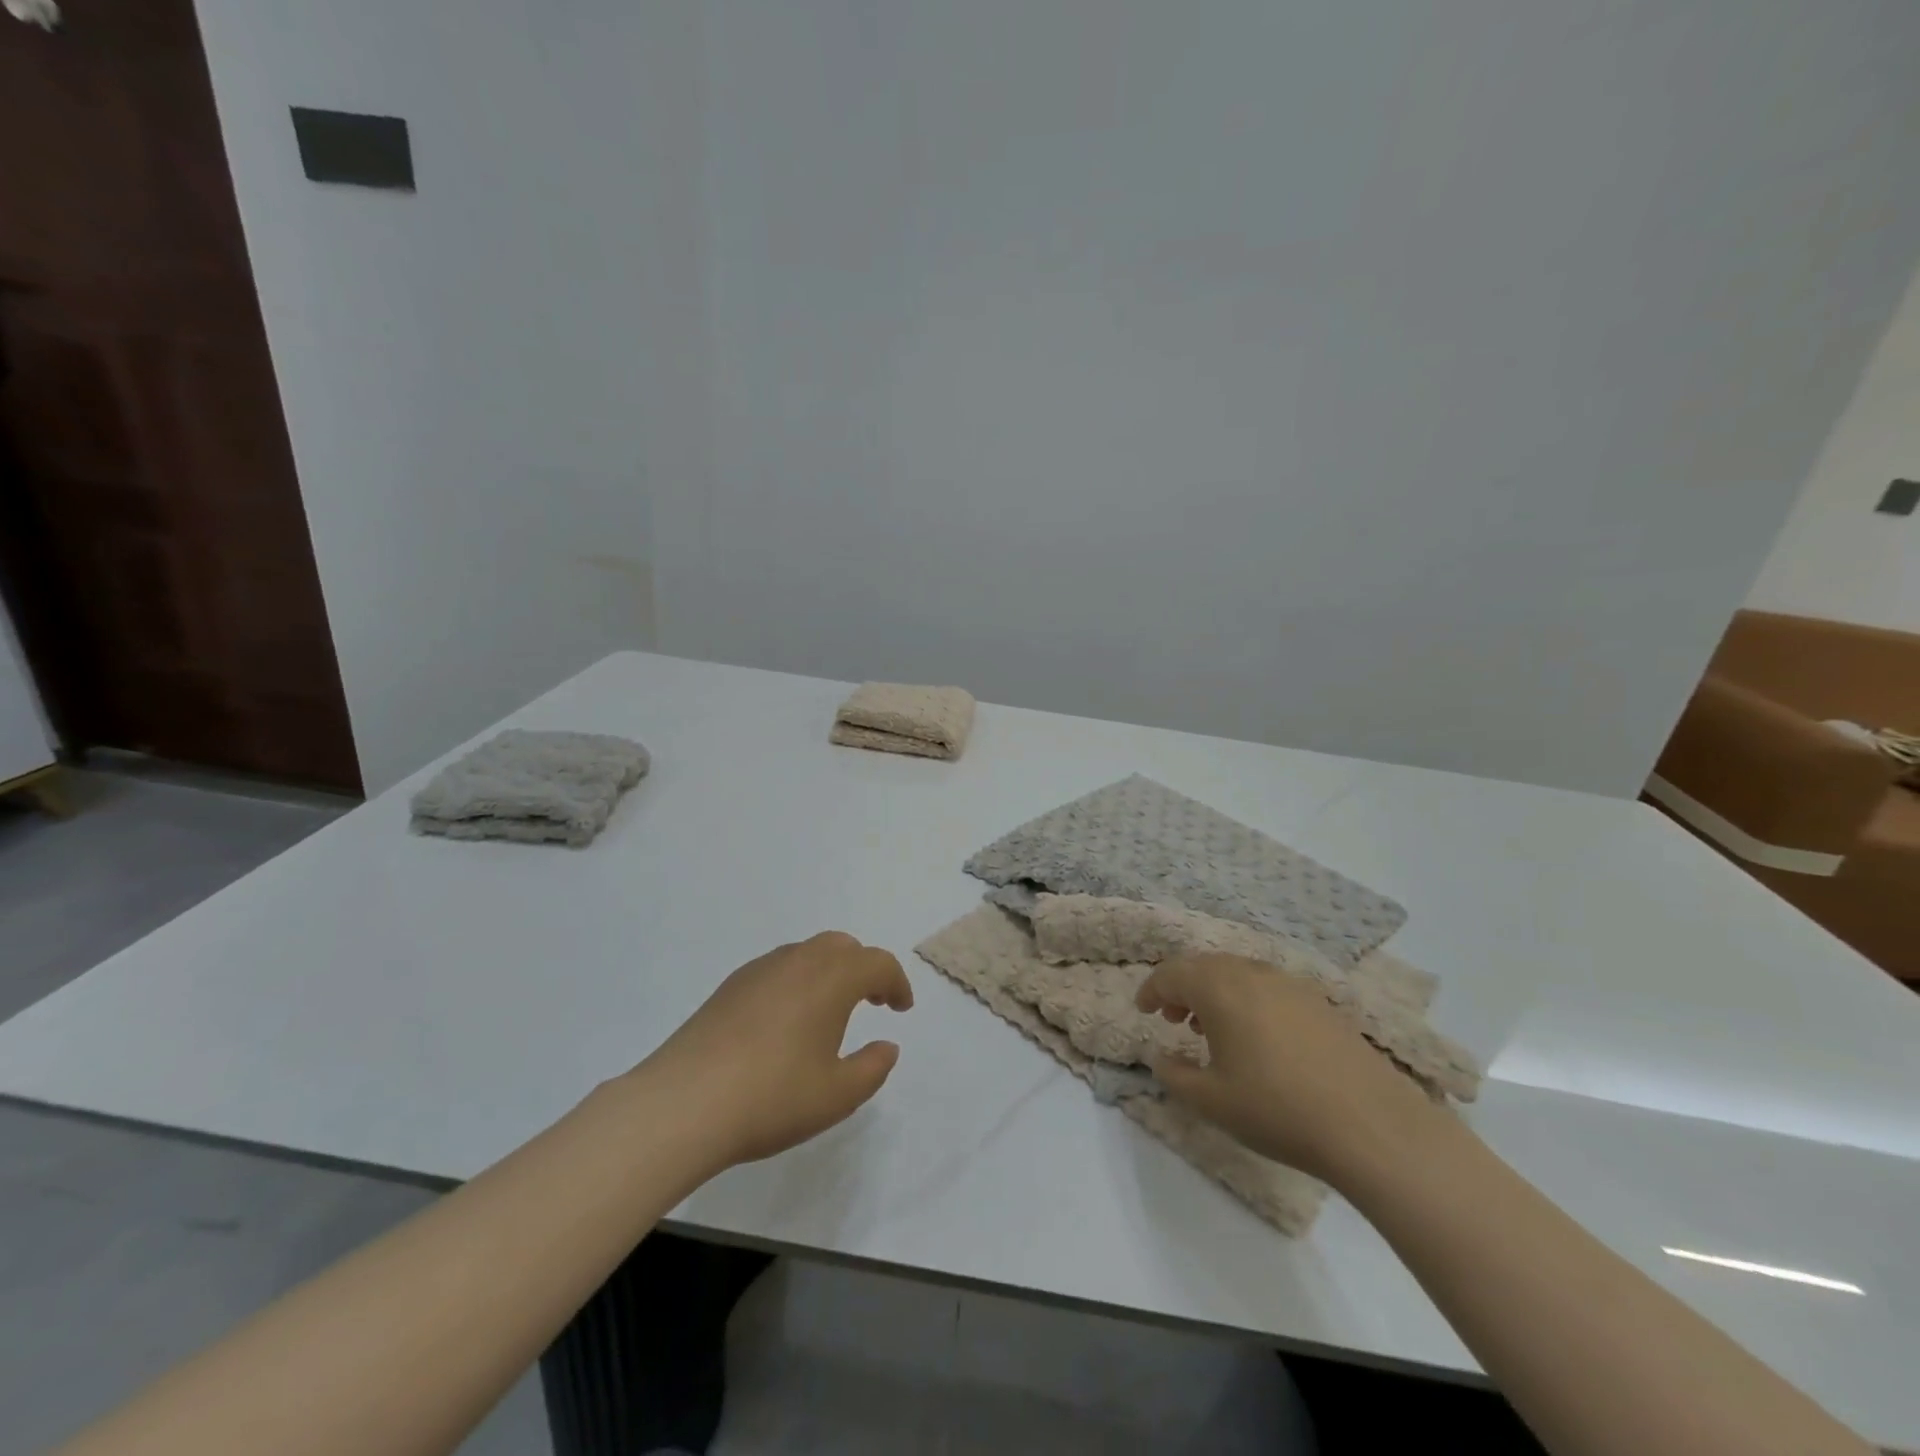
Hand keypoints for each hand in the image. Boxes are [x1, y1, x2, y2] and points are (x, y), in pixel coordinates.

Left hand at [635, 931, 913, 1169]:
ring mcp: (759, 970)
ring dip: (829, 972)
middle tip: (871, 1002)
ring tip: (829, 1013)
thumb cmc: (772, 1097)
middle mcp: (798, 961)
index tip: (900, 1009)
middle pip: (842, 947)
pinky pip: (777, 969)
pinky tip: (785, 1022)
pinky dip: (797, 982)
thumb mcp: (837, 1095)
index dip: (896, 983)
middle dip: (863, 969)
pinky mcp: (729, 987)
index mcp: (831, 978)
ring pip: (806, 953)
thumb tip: (887, 1046)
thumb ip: (872, 1068)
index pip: (876, 963)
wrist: (683, 1103)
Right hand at [1135, 953, 1442, 1186]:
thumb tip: (1162, 1056)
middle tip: (1172, 1017)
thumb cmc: (1278, 1109)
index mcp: (1219, 988)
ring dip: (1214, 991)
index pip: (1172, 973)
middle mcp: (1252, 973)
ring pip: (1237, 972)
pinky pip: (1267, 985)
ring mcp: (1290, 984)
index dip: (1151, 989)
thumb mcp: (1211, 1102)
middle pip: (1204, 965)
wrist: (1372, 1126)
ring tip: (1210, 1028)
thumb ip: (1175, 1075)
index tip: (1142, 1010)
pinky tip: (1256, 1037)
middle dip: (1181, 986)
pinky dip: (1246, 998)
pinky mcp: (1319, 1002)